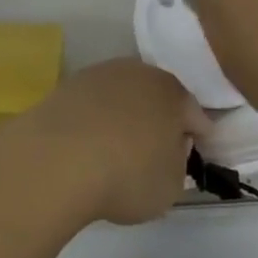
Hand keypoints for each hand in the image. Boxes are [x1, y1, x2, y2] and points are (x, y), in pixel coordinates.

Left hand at [0, 59, 205, 227]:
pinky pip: (96, 101)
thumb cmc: (127, 174)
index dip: (198, 134)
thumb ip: (178, 162)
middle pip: (158, 95)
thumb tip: (172, 146)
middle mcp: (139, 72)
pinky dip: (99, 117)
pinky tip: (92, 142)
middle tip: (159, 148)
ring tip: (121, 146)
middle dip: (162, 118)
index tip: (195, 153)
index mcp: (172, 93)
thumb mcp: (170, 185)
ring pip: (125, 93)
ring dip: (128, 114)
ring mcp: (103, 72)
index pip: (195, 113)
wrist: (59, 156)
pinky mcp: (72, 83)